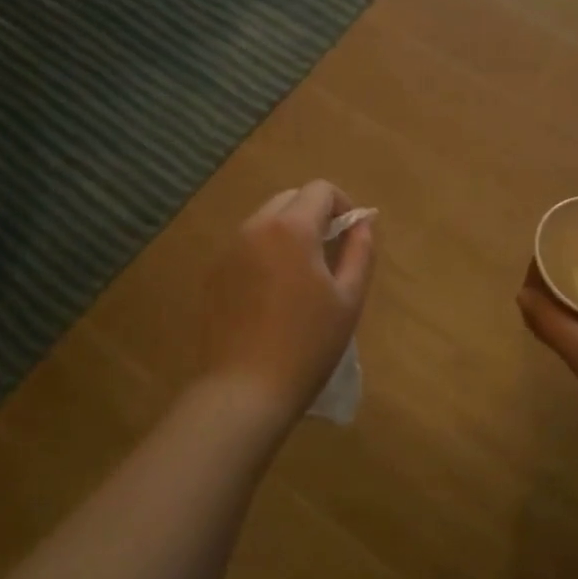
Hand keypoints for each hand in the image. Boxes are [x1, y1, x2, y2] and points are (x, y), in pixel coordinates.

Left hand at [201, 180, 375, 420]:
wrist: (245, 389)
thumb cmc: (308, 344)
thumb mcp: (348, 298)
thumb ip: (360, 251)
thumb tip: (363, 221)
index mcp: (291, 228)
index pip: (320, 189)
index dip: (342, 204)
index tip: (351, 235)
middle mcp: (255, 228)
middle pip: (289, 199)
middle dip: (314, 214)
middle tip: (330, 253)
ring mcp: (229, 250)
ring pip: (265, 221)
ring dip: (288, 232)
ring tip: (302, 275)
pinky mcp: (213, 274)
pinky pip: (246, 246)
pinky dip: (265, 253)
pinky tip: (273, 294)